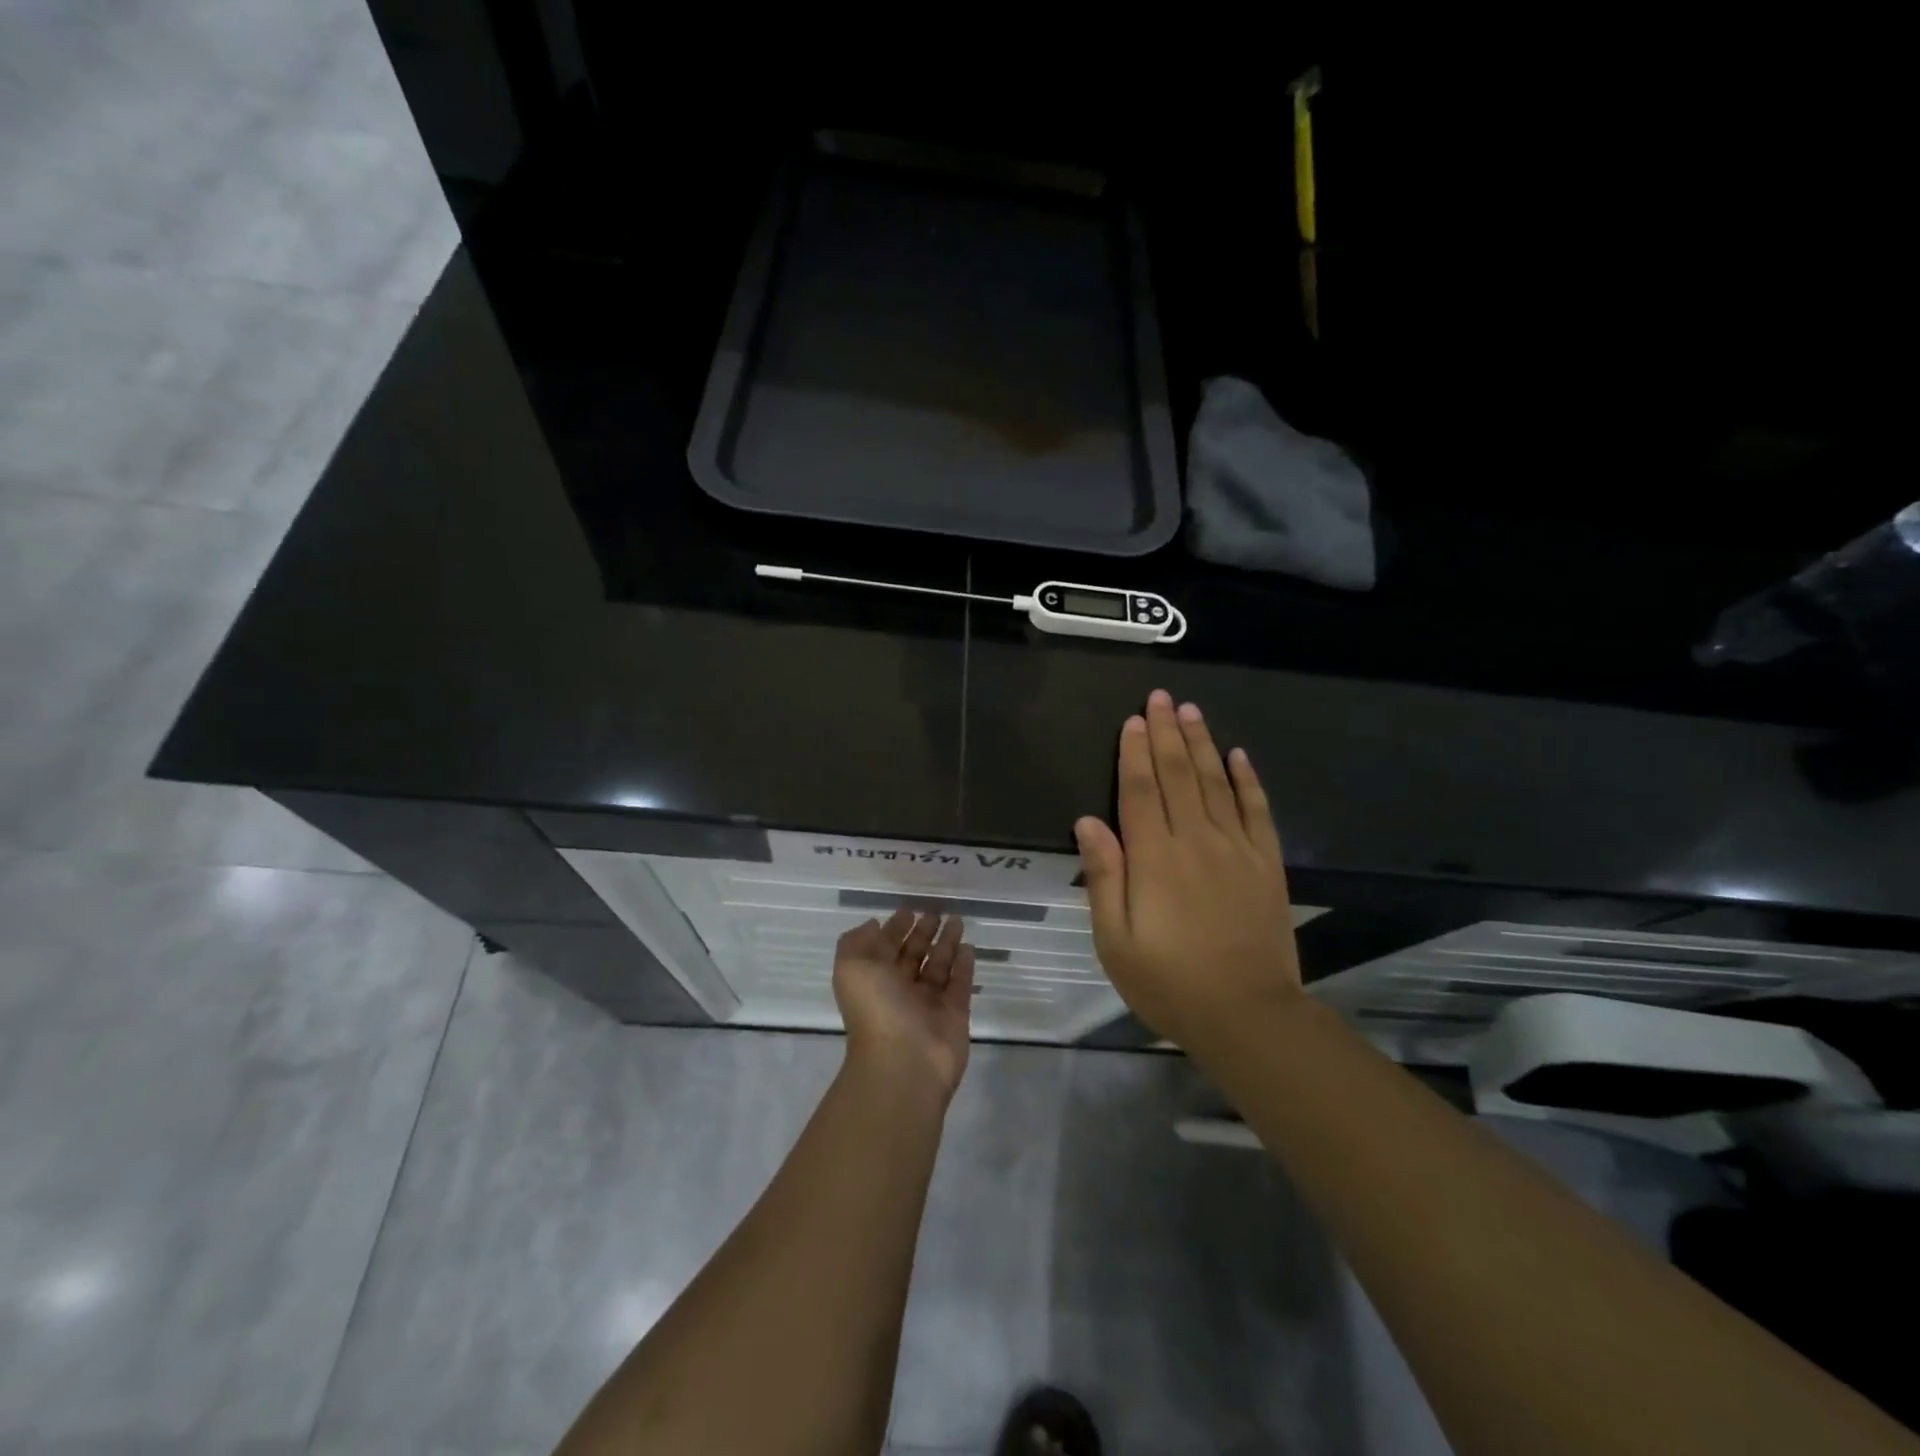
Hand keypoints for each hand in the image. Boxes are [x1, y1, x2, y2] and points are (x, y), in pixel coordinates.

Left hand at [832, 910, 975, 1099]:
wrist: (905, 1062)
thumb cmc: (876, 1009)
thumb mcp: (851, 967)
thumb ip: (858, 941)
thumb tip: (874, 925)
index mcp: (874, 979)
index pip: (885, 947)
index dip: (895, 928)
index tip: (908, 909)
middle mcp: (900, 990)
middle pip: (913, 955)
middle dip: (923, 933)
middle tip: (936, 911)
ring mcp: (928, 1003)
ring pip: (938, 966)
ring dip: (946, 943)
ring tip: (957, 920)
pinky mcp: (955, 1014)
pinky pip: (960, 984)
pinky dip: (964, 966)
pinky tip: (969, 947)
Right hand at [1075, 690, 1302, 1050]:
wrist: (1248, 1014)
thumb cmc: (1169, 981)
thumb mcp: (1115, 940)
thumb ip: (1104, 876)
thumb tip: (1088, 822)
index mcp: (1155, 858)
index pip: (1140, 791)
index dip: (1134, 753)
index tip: (1133, 719)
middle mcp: (1196, 841)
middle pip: (1178, 775)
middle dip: (1167, 733)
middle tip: (1162, 697)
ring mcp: (1237, 850)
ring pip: (1216, 783)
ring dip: (1202, 744)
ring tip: (1192, 711)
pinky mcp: (1267, 864)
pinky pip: (1257, 811)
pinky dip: (1248, 780)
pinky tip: (1239, 756)